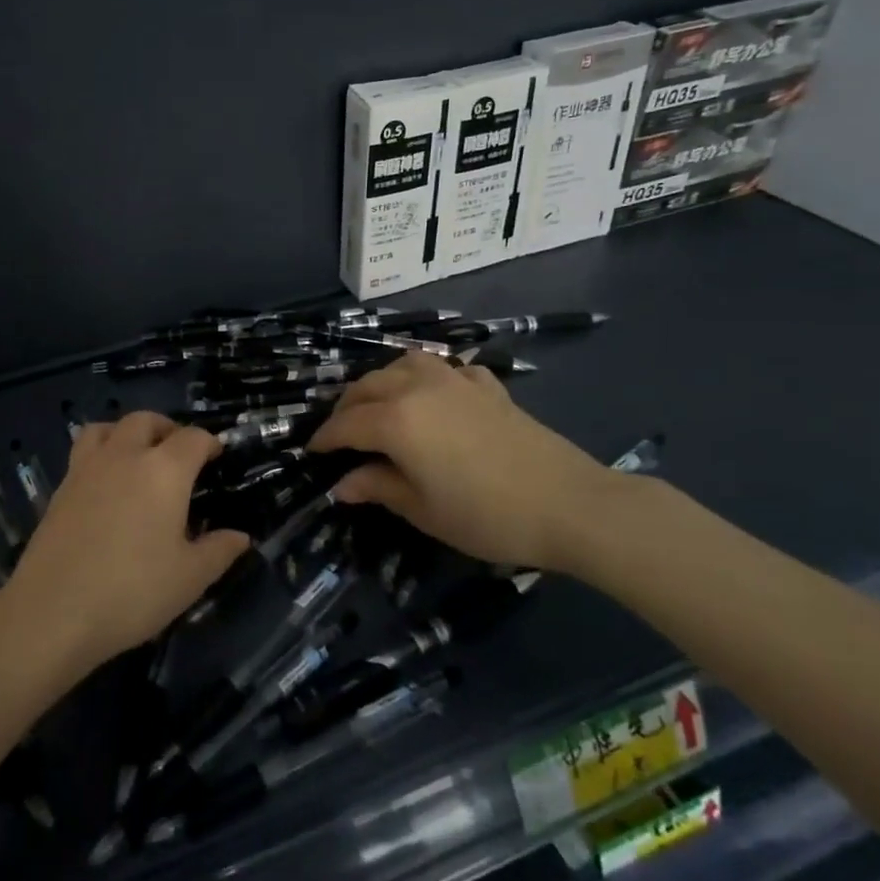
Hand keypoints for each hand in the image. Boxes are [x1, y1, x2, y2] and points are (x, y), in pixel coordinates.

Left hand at [0, 413, 249, 680]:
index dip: (209, 442)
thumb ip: (218, 551)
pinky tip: (107, 484)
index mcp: (164, 470)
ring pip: (107, 427)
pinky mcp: (61, 487)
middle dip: (167, 428)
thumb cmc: (132, 592)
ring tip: (138, 455)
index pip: (193, 438)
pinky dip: (101, 453)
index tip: (217, 456)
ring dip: (128, 432)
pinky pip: (84, 451)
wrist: (53, 611)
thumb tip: (240, 536)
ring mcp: (87, 468)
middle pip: (146, 421)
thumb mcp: (189, 578)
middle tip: (179, 453)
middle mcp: (125, 456)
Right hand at [308, 351, 631, 571]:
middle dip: (346, 408)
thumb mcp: (422, 509)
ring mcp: (456, 381)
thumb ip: (378, 487)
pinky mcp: (488, 386)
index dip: (325, 438)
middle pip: (368, 387)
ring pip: (403, 365)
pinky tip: (436, 396)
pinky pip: (446, 369)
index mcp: (396, 420)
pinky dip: (429, 378)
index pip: (346, 423)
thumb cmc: (486, 515)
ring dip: (382, 382)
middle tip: (340, 434)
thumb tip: (343, 483)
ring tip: (379, 406)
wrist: (569, 503)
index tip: (311, 452)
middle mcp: (418, 388)